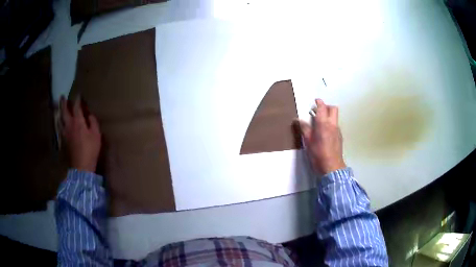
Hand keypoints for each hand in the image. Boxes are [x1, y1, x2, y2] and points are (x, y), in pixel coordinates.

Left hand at [60, 96, 100, 172]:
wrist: (81, 166)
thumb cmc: (90, 149)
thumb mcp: (96, 135)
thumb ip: (93, 123)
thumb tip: (89, 116)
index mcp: (78, 122)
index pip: (76, 107)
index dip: (77, 99)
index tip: (78, 94)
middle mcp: (70, 125)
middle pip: (64, 111)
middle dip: (63, 103)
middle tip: (62, 96)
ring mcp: (65, 133)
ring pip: (60, 120)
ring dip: (59, 112)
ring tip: (59, 108)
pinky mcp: (64, 140)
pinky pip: (60, 128)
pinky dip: (59, 123)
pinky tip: (60, 123)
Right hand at [296, 99, 345, 174]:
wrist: (332, 167)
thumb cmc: (318, 154)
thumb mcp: (308, 142)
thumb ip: (304, 129)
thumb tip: (298, 120)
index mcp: (323, 123)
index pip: (322, 107)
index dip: (319, 102)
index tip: (315, 101)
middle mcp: (332, 124)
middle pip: (333, 108)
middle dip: (326, 106)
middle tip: (318, 110)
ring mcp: (338, 130)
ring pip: (335, 117)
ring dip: (329, 115)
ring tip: (320, 122)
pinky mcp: (340, 137)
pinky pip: (336, 125)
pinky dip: (331, 124)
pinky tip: (325, 133)